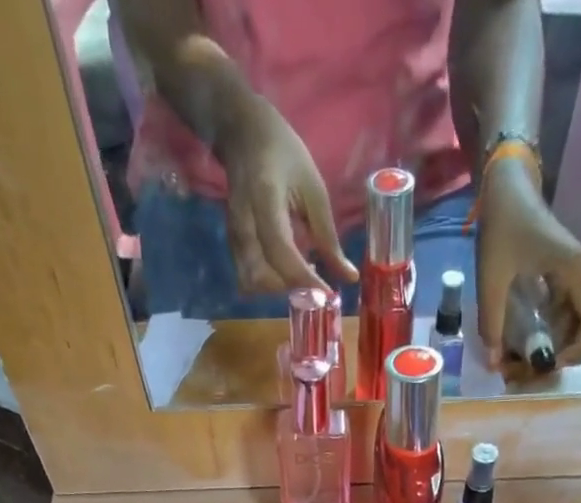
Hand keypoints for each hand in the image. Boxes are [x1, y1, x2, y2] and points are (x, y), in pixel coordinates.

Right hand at [214, 96, 357, 294]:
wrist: (241, 130)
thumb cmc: (283, 153)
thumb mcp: (313, 188)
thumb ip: (328, 237)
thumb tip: (349, 277)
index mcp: (264, 200)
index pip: (281, 252)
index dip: (305, 279)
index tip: (328, 293)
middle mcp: (243, 223)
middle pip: (263, 278)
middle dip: (291, 288)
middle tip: (316, 283)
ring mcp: (233, 236)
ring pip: (252, 283)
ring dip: (279, 289)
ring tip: (302, 277)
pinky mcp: (232, 244)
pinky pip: (248, 278)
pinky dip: (269, 283)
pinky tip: (288, 271)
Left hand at [474, 155, 580, 374]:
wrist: (506, 189)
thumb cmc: (503, 225)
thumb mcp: (492, 276)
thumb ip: (492, 321)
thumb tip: (495, 362)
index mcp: (575, 271)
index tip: (552, 361)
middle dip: (569, 353)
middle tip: (538, 367)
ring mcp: (572, 279)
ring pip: (578, 323)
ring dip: (558, 346)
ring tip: (528, 361)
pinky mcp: (560, 281)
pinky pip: (564, 315)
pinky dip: (550, 334)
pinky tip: (526, 344)